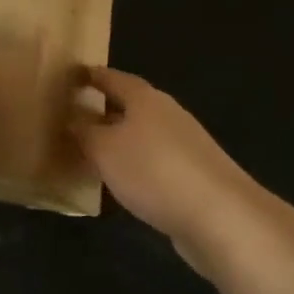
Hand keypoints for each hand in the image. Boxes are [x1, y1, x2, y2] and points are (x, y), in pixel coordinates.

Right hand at [72, 68, 260, 273]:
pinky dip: (136, 166)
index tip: (72, 76)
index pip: (113, 78)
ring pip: (143, 136)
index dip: (92, 76)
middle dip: (105, 110)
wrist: (221, 217)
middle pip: (131, 106)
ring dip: (120, 141)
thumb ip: (85, 132)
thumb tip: (72, 118)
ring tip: (92, 152)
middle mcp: (168, 115)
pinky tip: (123, 183)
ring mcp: (186, 146)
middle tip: (74, 117)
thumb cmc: (154, 170)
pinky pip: (155, 162)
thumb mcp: (105, 149)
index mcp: (146, 99)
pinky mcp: (195, 177)